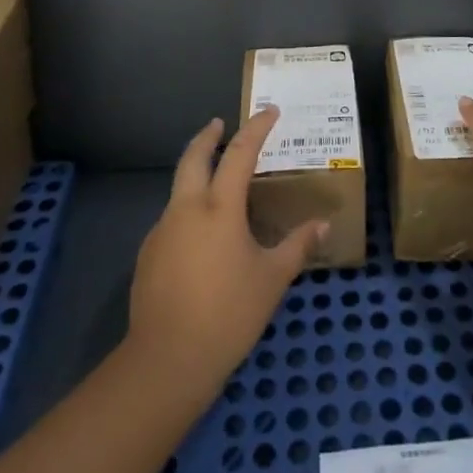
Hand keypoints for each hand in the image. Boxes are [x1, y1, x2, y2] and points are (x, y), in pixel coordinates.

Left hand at [129, 107, 326, 389]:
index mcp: (219, 208)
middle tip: (220, 125)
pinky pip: (172, 219)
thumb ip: (297, 246)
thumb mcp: (272, 279)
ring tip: (217, 185)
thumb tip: (323, 225)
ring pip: (179, 189)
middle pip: (193, 157)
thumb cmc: (229, 314)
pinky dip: (188, 211)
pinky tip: (202, 236)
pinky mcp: (148, 255)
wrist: (166, 360)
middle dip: (208, 137)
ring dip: (196, 175)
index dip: (256, 129)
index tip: (269, 111)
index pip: (239, 154)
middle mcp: (186, 209)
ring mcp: (162, 231)